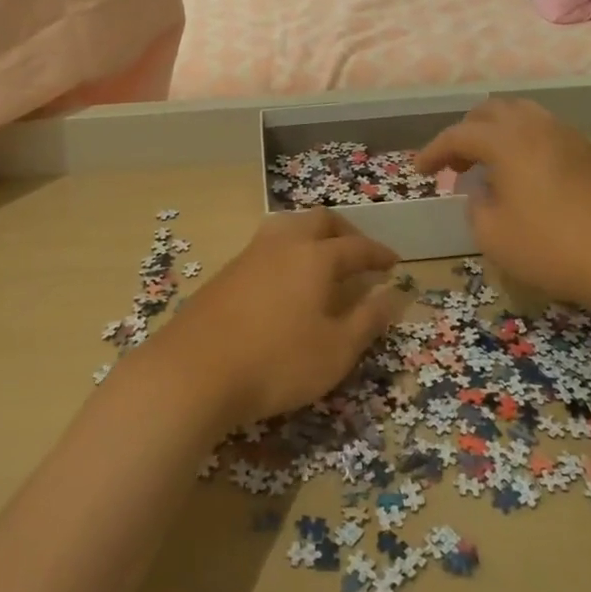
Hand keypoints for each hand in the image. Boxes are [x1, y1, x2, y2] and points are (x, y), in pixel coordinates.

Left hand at [142, 209, 407, 429]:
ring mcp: (250, 254)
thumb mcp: (336, 350)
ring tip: (322, 261)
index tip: (394, 262)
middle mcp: (284, 244)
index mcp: (315, 257)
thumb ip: (368, 320)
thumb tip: (395, 294)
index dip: (379, 253)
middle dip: (346, 232)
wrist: (194, 370)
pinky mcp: (227, 271)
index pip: (357, 246)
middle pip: (320, 221)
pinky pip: (268, 246)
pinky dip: (288, 252)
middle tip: (359, 254)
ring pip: (288, 226)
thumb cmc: (277, 362)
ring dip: (312, 236)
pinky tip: (286, 281)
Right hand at [415, 96, 590, 306]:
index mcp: (507, 141)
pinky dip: (522, 141)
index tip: (419, 170)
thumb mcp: (493, 235)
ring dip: (496, 132)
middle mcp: (536, 126)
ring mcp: (567, 136)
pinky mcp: (589, 152)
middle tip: (454, 165)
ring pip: (521, 114)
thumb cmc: (552, 248)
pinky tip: (524, 172)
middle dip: (465, 133)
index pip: (458, 135)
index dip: (434, 151)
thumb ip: (475, 206)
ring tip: (488, 163)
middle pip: (490, 111)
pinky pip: (544, 130)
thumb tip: (479, 191)